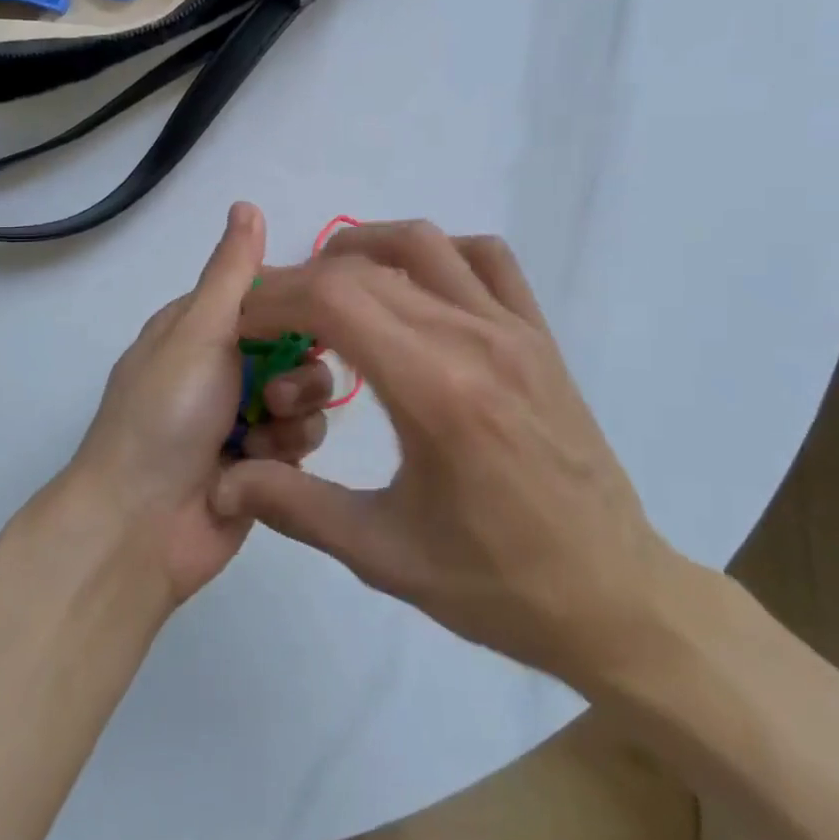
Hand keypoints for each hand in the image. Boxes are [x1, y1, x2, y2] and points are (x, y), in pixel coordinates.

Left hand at [68, 203, 333, 604]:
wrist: (140, 525)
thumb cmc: (165, 414)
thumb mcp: (198, 331)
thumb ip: (232, 272)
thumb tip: (246, 204)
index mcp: (201, 327)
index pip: (268, 295)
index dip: (299, 303)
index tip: (324, 311)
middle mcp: (224, 365)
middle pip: (296, 345)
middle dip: (298, 368)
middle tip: (275, 391)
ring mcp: (243, 415)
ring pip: (305, 393)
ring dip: (292, 412)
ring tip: (263, 433)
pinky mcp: (262, 463)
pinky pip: (300, 439)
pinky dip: (285, 449)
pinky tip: (260, 465)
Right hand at [212, 222, 690, 692]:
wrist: (614, 596)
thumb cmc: (497, 585)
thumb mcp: (384, 556)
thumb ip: (296, 506)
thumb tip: (223, 480)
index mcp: (436, 392)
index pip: (335, 300)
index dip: (276, 297)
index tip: (245, 322)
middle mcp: (475, 340)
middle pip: (367, 268)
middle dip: (303, 280)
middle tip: (274, 317)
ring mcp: (514, 329)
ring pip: (424, 244)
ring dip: (363, 249)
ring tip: (329, 286)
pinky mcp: (539, 334)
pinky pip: (486, 258)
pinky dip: (437, 252)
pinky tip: (412, 287)